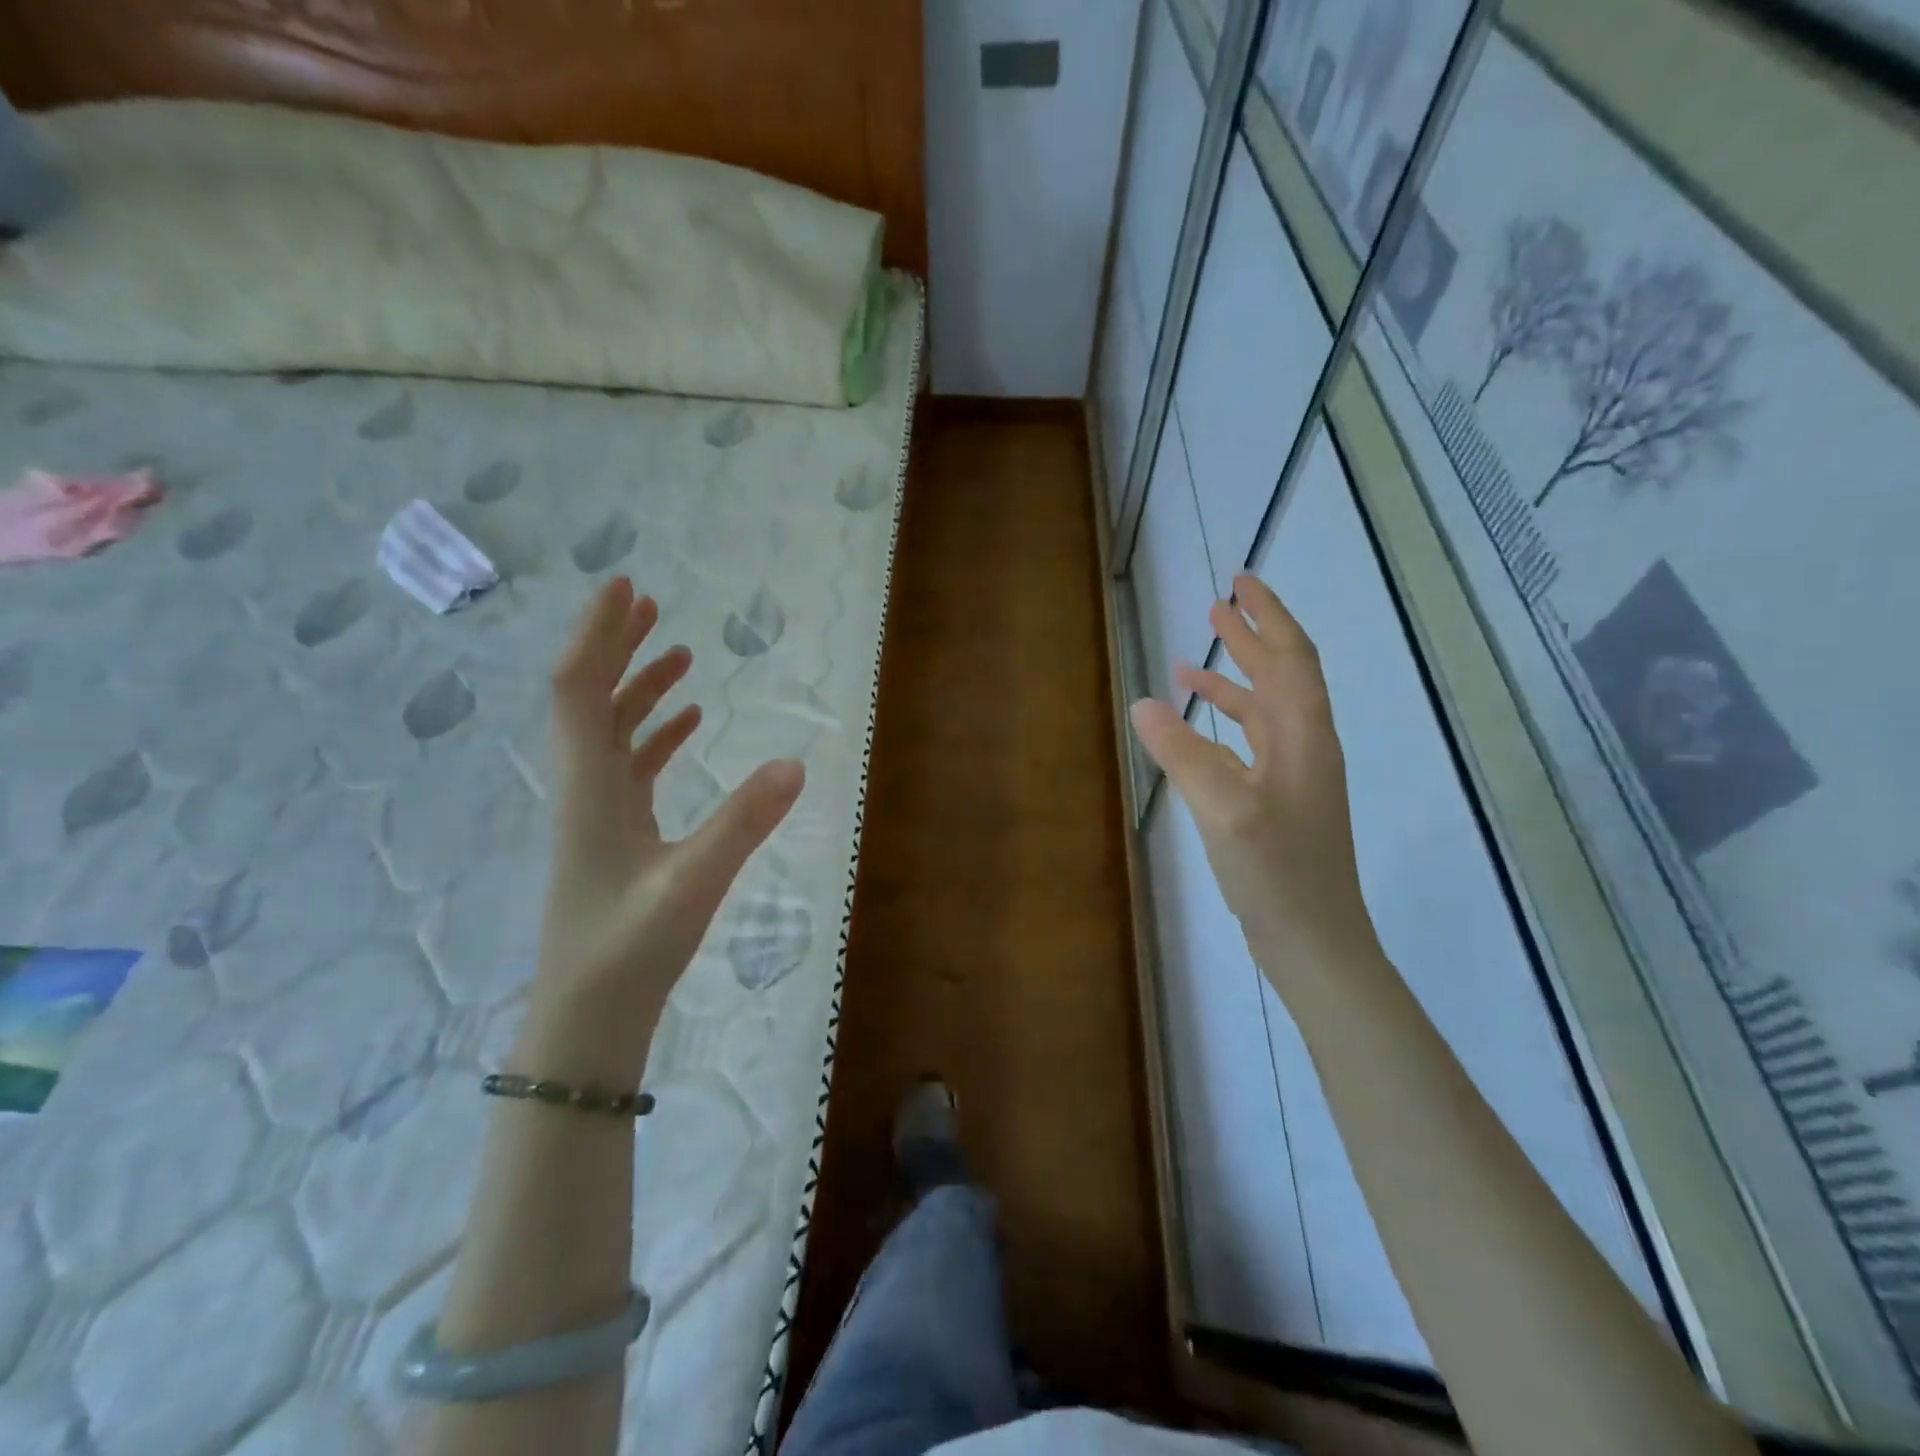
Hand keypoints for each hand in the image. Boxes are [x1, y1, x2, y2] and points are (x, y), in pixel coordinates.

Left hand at [520, 576, 804, 1085]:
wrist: (589, 1015)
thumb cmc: (629, 949)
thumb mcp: (693, 883)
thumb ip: (744, 821)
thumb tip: (797, 762)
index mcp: (588, 788)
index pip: (578, 690)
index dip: (597, 634)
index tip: (624, 587)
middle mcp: (585, 788)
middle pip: (589, 698)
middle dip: (616, 646)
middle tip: (648, 602)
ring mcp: (598, 811)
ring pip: (610, 730)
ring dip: (638, 686)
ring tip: (677, 652)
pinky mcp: (616, 832)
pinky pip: (631, 764)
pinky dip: (655, 732)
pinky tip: (688, 721)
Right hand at [1130, 573, 1377, 977]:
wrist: (1316, 942)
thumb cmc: (1278, 873)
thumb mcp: (1224, 809)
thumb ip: (1183, 753)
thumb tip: (1143, 702)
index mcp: (1303, 736)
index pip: (1291, 657)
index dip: (1268, 615)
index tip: (1241, 581)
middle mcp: (1305, 747)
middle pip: (1282, 675)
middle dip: (1251, 636)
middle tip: (1217, 604)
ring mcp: (1294, 777)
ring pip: (1264, 711)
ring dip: (1232, 680)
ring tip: (1190, 664)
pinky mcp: (1279, 803)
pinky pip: (1251, 745)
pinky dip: (1223, 726)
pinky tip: (1196, 731)